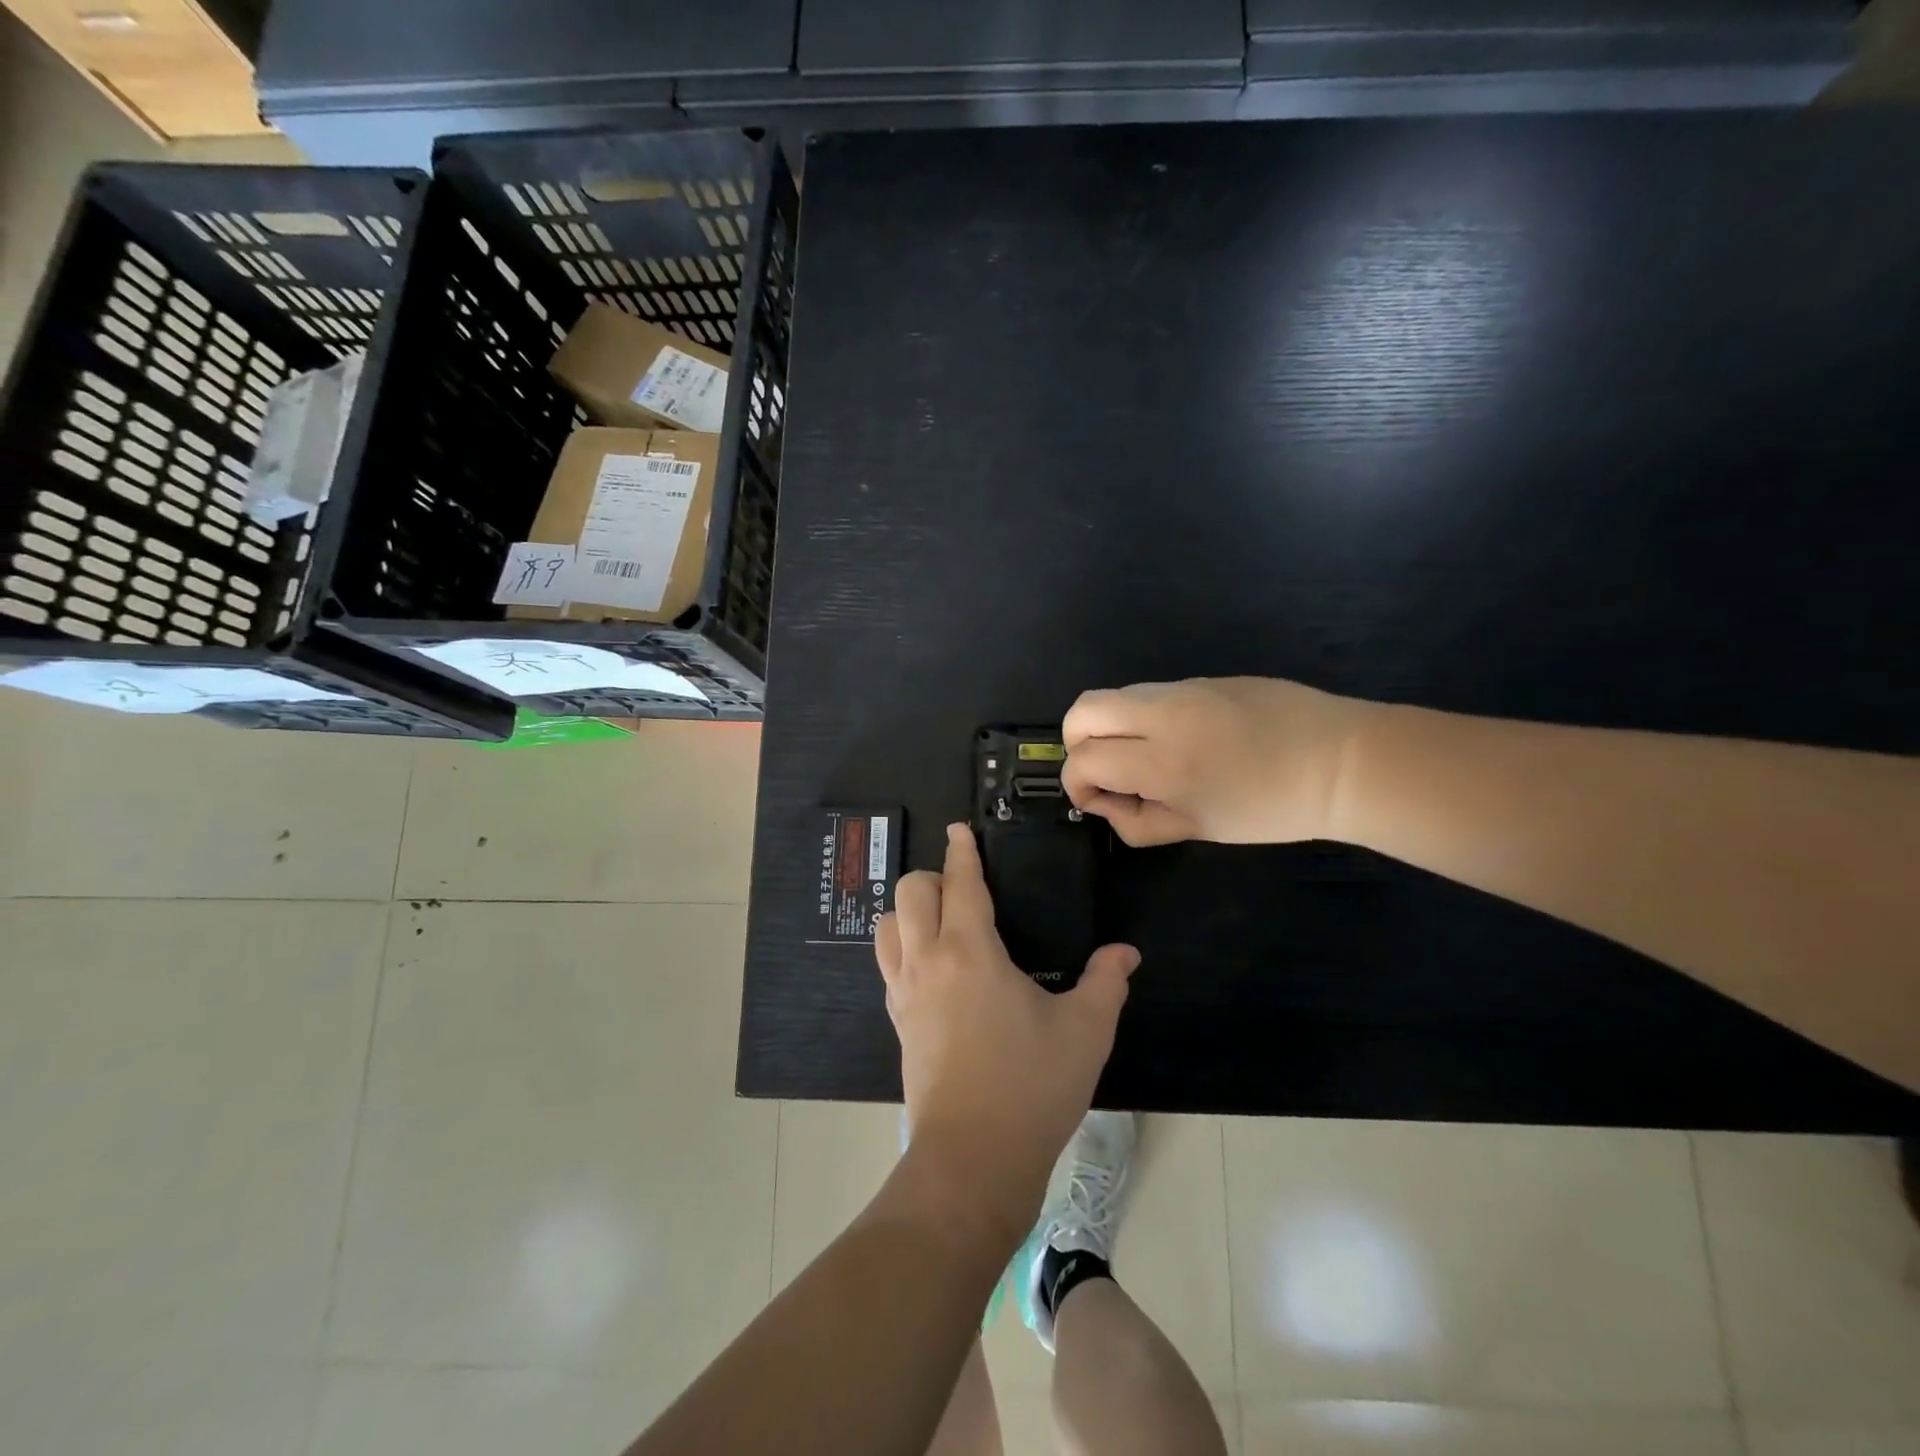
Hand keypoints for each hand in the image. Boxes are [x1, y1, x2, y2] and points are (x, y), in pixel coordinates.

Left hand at [876, 824, 1139, 1229]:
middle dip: (933, 877)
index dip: (961, 851)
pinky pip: (888, 965)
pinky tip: (933, 969)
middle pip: (909, 893)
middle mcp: (927, 961)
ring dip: (908, 912)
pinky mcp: (898, 1023)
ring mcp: (904, 993)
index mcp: (969, 952)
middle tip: (964, 890)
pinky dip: (902, 948)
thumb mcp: (1084, 1032)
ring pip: (886, 927)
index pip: (959, 883)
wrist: (973, 1160)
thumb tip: (1124, 952)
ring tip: (941, 924)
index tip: (959, 830)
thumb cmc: (1031, 1087)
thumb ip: (1106, 982)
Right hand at [1062, 677, 1377, 846]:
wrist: (1342, 762)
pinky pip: (1152, 693)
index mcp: (1164, 763)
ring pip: (1115, 695)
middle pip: (1083, 710)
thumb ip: (1139, 823)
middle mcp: (1164, 715)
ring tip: (1142, 756)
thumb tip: (1103, 803)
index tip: (1096, 799)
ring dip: (1110, 727)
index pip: (1085, 759)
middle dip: (1077, 742)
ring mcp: (1185, 688)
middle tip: (1103, 769)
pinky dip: (1143, 717)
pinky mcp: (1204, 677)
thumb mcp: (1200, 829)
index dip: (1077, 783)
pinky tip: (1179, 740)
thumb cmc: (1271, 808)